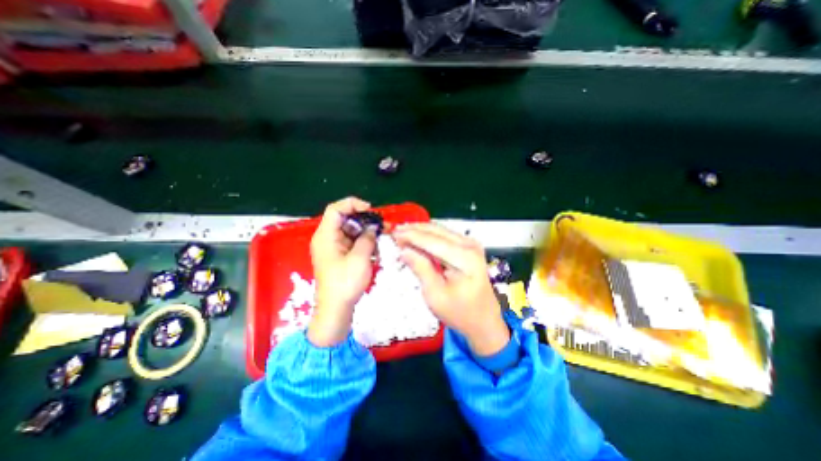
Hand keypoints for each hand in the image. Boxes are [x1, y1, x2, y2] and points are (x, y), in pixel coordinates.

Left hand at [306, 196, 375, 347]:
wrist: (335, 310)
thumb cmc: (345, 283)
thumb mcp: (360, 258)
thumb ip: (368, 238)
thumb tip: (373, 227)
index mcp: (326, 236)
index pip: (335, 209)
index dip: (353, 204)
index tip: (371, 210)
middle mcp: (327, 239)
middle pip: (345, 220)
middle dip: (365, 222)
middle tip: (382, 227)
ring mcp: (333, 248)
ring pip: (351, 232)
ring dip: (366, 235)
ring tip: (380, 242)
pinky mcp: (339, 257)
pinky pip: (352, 244)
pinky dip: (363, 245)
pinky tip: (374, 254)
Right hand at [391, 222, 508, 355]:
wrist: (484, 320)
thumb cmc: (460, 312)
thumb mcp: (435, 295)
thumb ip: (420, 268)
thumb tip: (404, 250)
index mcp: (464, 258)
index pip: (432, 240)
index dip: (411, 235)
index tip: (393, 234)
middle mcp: (469, 245)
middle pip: (436, 230)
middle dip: (414, 229)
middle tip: (395, 231)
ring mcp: (471, 244)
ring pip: (440, 230)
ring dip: (421, 231)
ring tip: (403, 233)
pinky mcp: (469, 247)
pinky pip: (445, 235)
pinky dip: (429, 236)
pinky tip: (417, 238)